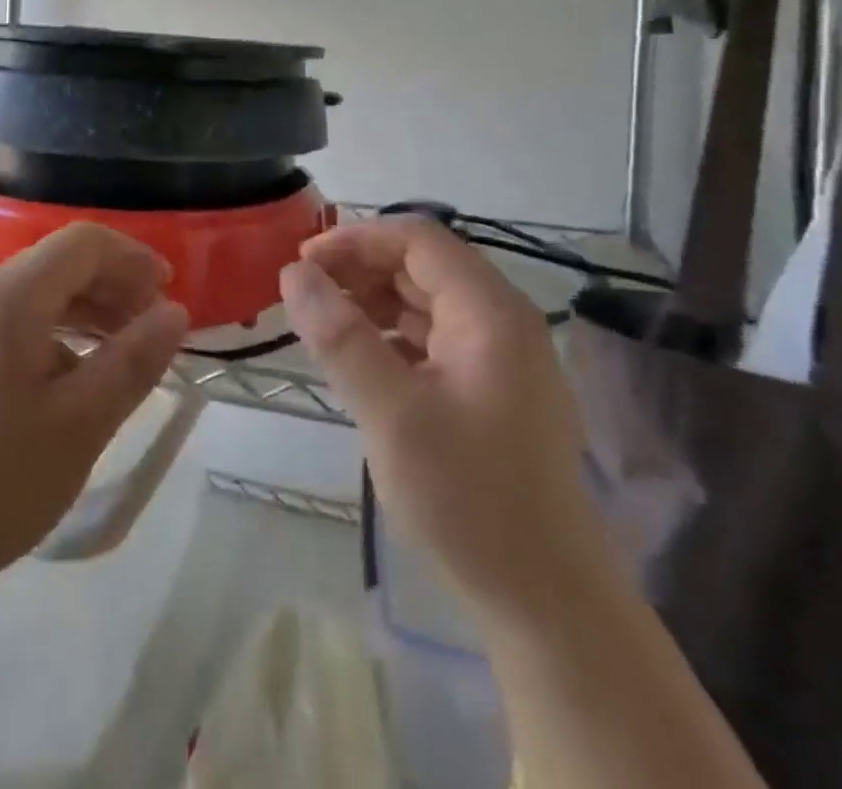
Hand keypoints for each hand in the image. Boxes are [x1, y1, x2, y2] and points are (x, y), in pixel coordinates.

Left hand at [0, 222, 188, 594]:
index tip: (170, 293)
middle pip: (59, 264)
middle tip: (154, 328)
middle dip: (115, 285)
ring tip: (123, 353)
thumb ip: (132, 361)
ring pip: (38, 296)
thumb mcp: (79, 424)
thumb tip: (175, 312)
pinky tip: (73, 384)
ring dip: (88, 312)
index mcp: (11, 297)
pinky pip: (15, 327)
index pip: (83, 243)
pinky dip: (57, 338)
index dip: (134, 257)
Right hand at [281, 217, 615, 628]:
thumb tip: (294, 273)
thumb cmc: (468, 498)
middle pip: (421, 265)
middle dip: (359, 269)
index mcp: (489, 311)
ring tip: (322, 324)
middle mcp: (501, 320)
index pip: (416, 238)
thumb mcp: (390, 413)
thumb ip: (339, 335)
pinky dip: (391, 336)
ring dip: (371, 301)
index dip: (354, 240)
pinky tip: (360, 361)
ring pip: (426, 301)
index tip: (301, 265)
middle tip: (303, 296)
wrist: (547, 603)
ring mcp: (501, 357)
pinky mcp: (493, 390)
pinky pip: (434, 338)